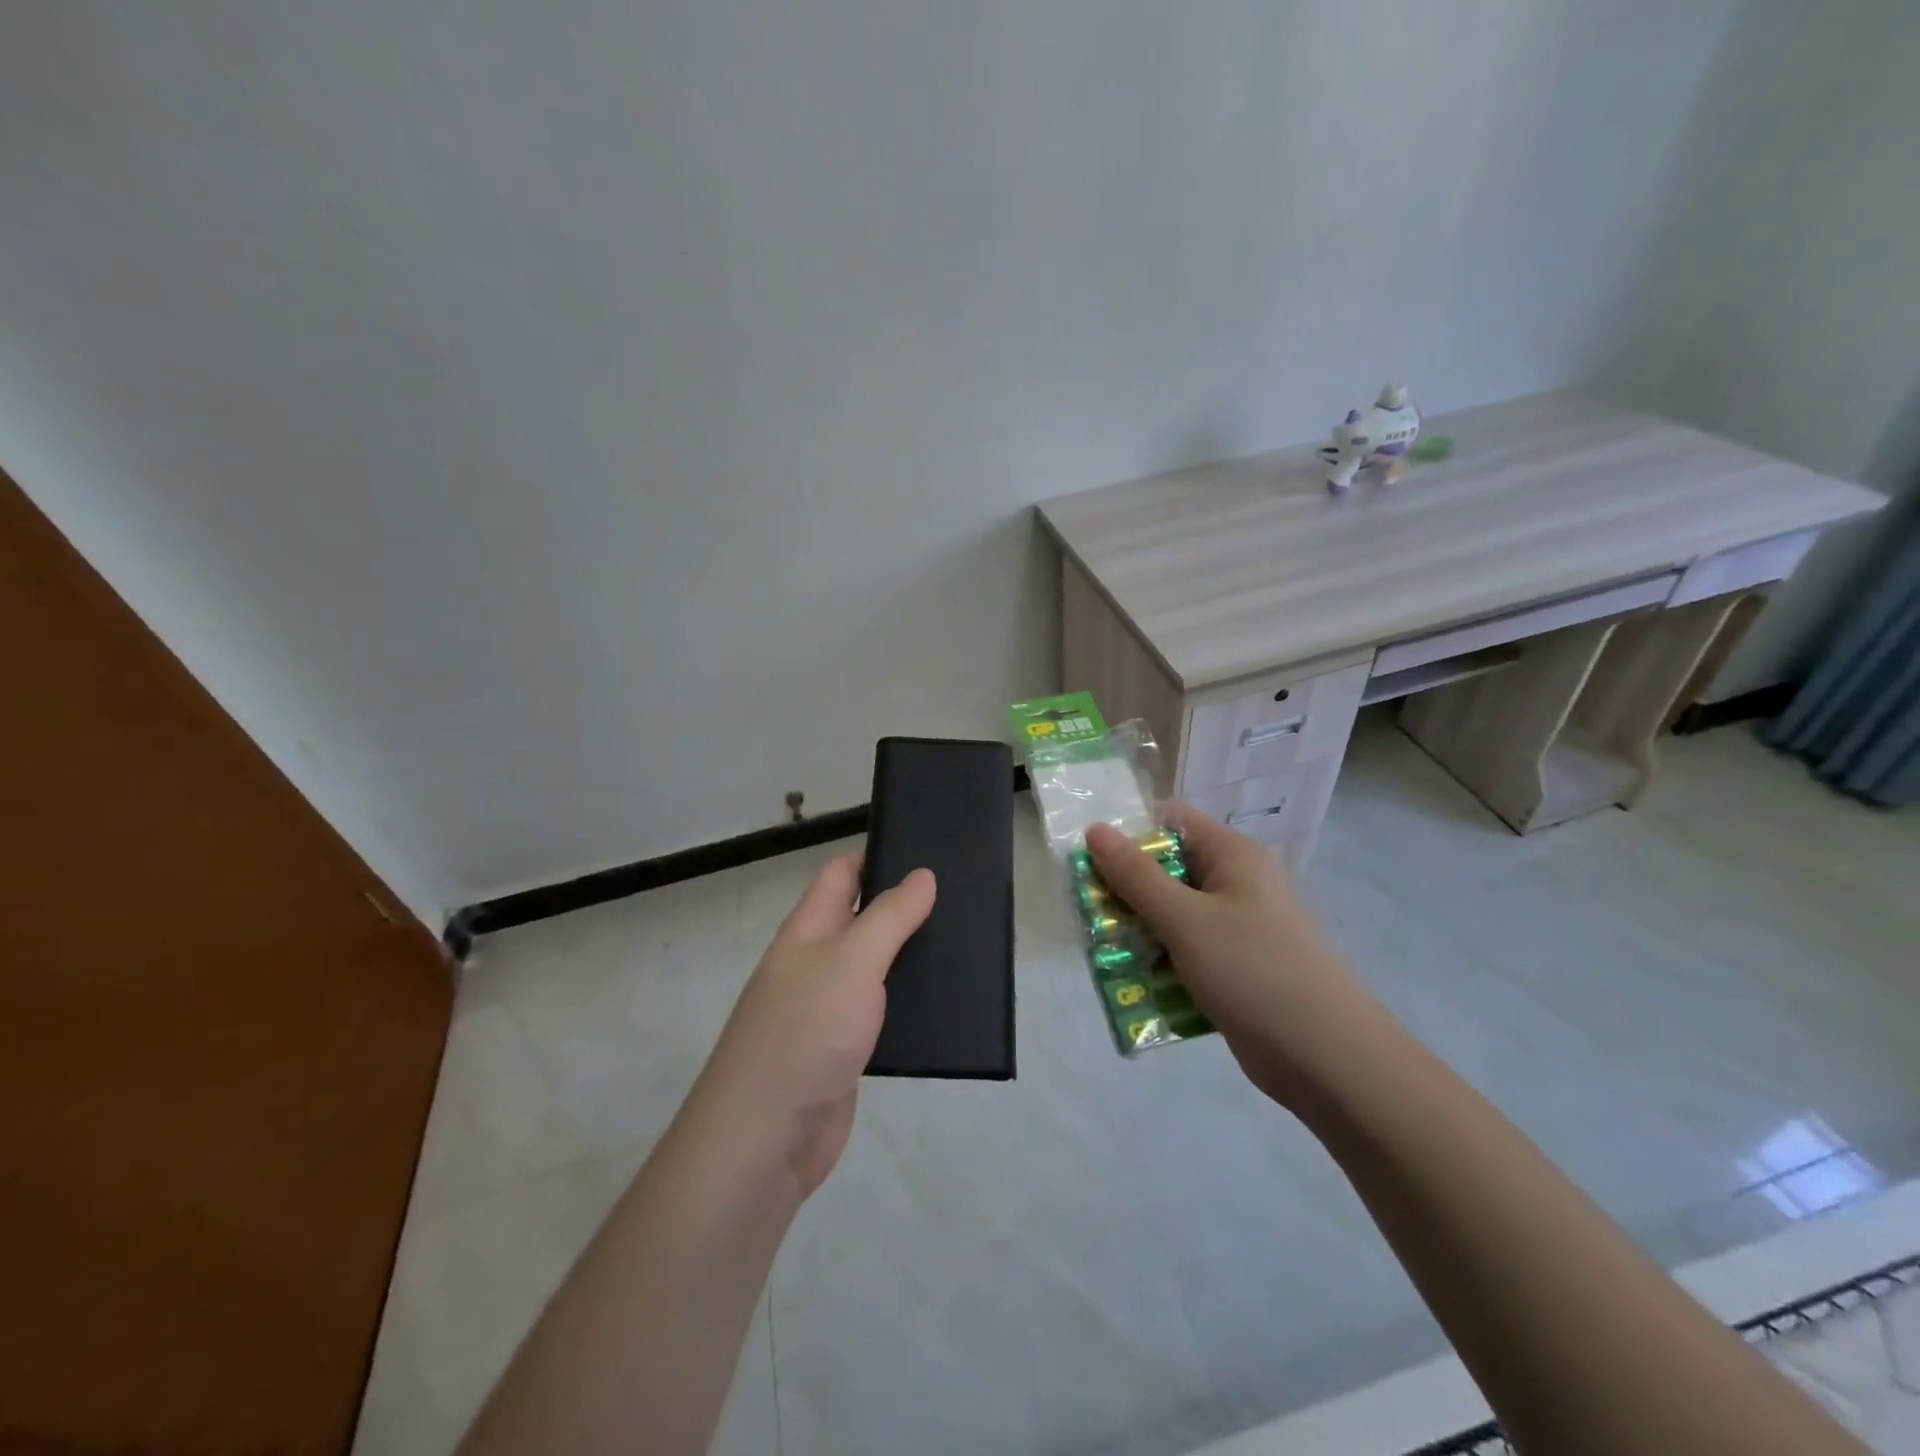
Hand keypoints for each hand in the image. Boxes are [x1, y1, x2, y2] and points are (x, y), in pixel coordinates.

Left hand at [693, 854, 934, 1197]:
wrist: (765, 1137)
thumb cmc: (805, 1031)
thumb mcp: (852, 960)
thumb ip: (889, 916)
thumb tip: (921, 875)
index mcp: (807, 930)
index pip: (842, 874)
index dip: (878, 856)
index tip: (928, 850)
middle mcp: (815, 962)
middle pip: (862, 919)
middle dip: (904, 906)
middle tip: (962, 895)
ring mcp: (828, 1009)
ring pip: (876, 968)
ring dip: (911, 957)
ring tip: (965, 943)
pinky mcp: (845, 1052)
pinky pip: (881, 1014)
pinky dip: (909, 1004)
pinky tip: (946, 1002)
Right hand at [1086, 805, 1385, 1109]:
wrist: (1328, 1060)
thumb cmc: (1255, 972)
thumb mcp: (1186, 920)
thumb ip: (1136, 875)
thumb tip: (1095, 829)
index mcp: (1232, 856)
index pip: (1170, 821)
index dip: (1126, 831)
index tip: (1085, 857)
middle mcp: (1235, 883)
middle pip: (1166, 868)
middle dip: (1124, 888)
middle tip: (1085, 910)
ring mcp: (1236, 927)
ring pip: (1171, 914)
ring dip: (1137, 930)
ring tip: (1101, 951)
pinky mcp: (1233, 967)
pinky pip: (1185, 950)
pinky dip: (1158, 961)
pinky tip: (1132, 983)